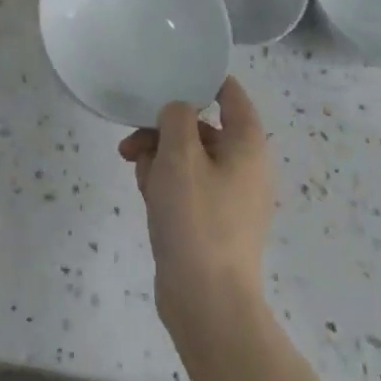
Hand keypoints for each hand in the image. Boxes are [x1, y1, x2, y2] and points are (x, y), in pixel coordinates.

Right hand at [118, 78, 272, 334]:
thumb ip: (177, 117)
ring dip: (159, 157)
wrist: (207, 305)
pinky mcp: (213, 224)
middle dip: (164, 129)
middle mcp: (245, 167)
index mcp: (247, 145)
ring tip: (137, 172)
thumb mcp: (180, 154)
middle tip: (133, 141)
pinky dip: (166, 185)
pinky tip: (146, 197)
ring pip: (189, 158)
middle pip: (201, 128)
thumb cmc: (196, 219)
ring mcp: (230, 199)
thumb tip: (178, 111)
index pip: (231, 94)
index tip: (169, 74)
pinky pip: (188, 188)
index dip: (204, 78)